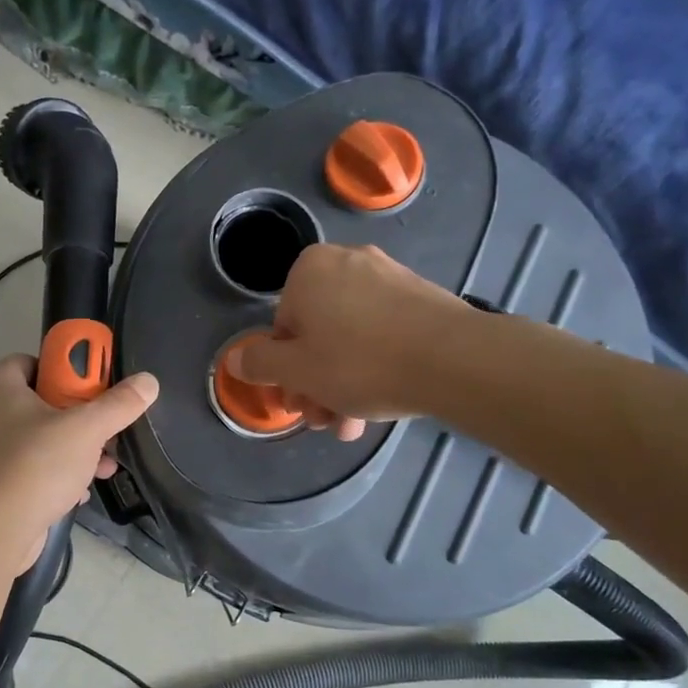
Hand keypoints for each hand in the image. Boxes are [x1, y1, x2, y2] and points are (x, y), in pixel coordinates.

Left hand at [0, 354, 159, 566]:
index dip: (68, 370)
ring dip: (77, 448)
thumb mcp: (87, 429)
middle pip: (45, 400)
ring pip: (43, 436)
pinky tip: (83, 488)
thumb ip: (119, 404)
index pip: (37, 360)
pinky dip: (59, 473)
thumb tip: (148, 381)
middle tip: (108, 427)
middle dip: (82, 415)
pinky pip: (34, 466)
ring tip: (105, 464)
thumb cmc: (36, 465)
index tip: (96, 387)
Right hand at [229, 244, 460, 439]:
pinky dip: (375, 365)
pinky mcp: (421, 296)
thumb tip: (234, 359)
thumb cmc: (359, 363)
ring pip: (350, 338)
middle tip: (325, 420)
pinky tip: (381, 402)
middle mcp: (347, 262)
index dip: (286, 372)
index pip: (281, 328)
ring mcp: (388, 277)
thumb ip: (258, 363)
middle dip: (316, 383)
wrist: (453, 359)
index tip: (299, 404)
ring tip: (354, 425)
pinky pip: (382, 333)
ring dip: (344, 385)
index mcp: (309, 270)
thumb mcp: (296, 370)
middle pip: (317, 334)